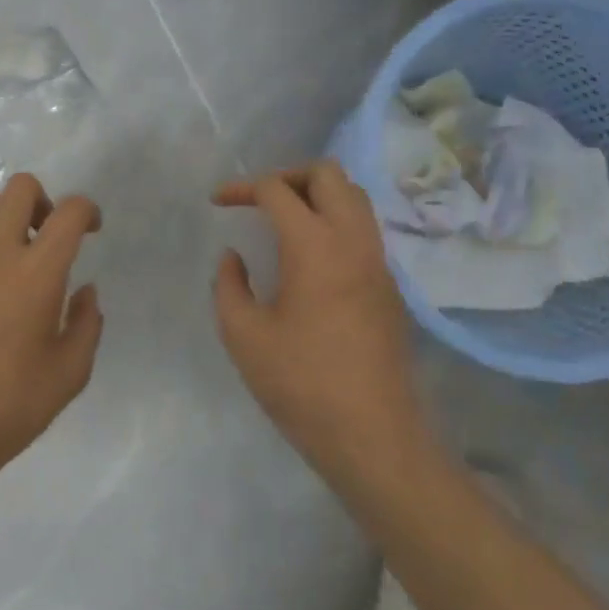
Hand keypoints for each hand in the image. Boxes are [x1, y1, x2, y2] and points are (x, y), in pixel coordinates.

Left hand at [0, 173, 103, 475]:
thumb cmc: (10, 407)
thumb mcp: (70, 373)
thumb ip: (87, 322)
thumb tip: (85, 290)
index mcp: (37, 272)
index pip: (69, 210)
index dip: (88, 211)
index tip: (91, 231)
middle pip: (20, 187)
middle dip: (43, 201)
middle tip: (47, 237)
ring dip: (4, 217)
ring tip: (11, 255)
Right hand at [213, 160, 431, 485]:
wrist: (373, 435)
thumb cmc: (301, 384)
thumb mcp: (244, 336)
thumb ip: (229, 285)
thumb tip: (234, 257)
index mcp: (315, 246)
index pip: (278, 190)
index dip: (242, 188)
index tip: (218, 202)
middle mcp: (354, 241)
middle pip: (328, 174)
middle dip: (288, 175)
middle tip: (258, 200)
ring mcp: (379, 262)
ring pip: (354, 198)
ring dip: (316, 195)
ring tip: (283, 220)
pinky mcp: (389, 286)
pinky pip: (363, 229)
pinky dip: (335, 221)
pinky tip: (310, 256)